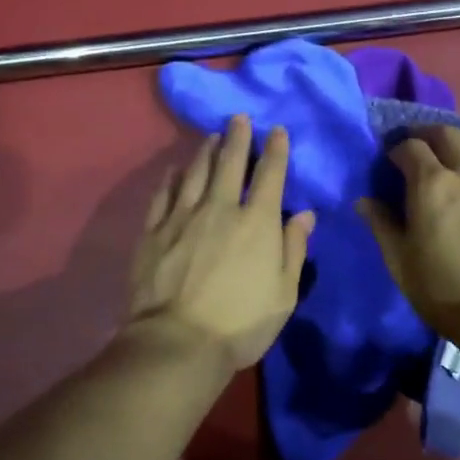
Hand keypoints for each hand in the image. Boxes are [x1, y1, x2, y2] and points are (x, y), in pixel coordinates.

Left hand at [123, 115, 316, 371]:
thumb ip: (294, 249)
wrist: (177, 342)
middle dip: (237, 137)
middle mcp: (220, 208)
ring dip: (205, 151)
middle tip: (238, 118)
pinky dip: (171, 178)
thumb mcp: (284, 293)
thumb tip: (305, 214)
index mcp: (256, 222)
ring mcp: (182, 217)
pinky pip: (163, 195)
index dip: (275, 150)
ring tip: (211, 136)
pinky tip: (175, 170)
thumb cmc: (240, 323)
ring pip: (195, 172)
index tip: (276, 130)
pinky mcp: (154, 231)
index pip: (270, 175)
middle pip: (229, 162)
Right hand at [357, 125, 459, 330]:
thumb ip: (381, 225)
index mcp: (432, 184)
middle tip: (422, 150)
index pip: (411, 147)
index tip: (392, 161)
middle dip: (429, 136)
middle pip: (448, 134)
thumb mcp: (400, 263)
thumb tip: (363, 200)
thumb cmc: (446, 291)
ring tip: (458, 159)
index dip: (398, 149)